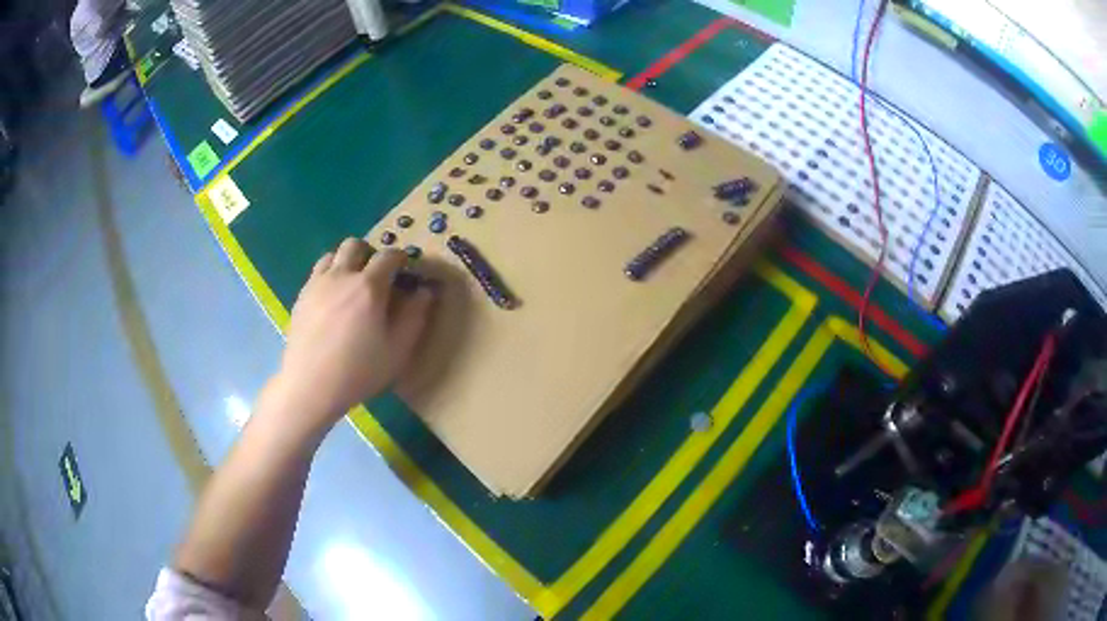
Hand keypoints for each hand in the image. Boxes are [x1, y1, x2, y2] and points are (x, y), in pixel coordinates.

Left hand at [273, 238, 434, 433]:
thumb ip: (415, 316)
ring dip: (346, 261)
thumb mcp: (398, 350)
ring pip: (333, 254)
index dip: (400, 259)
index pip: (388, 256)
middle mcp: (342, 276)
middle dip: (369, 253)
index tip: (404, 271)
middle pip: (356, 245)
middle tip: (376, 275)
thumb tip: (426, 291)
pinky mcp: (302, 295)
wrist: (310, 385)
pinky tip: (332, 299)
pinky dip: (329, 275)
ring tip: (352, 284)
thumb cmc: (358, 371)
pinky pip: (317, 272)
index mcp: (369, 286)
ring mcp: (317, 283)